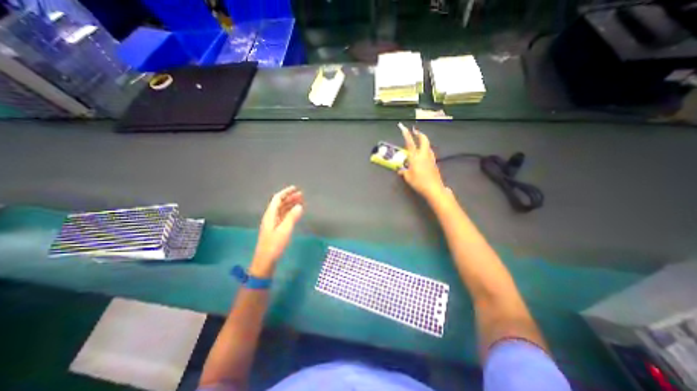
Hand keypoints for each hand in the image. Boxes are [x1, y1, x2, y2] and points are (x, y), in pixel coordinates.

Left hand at [250, 186, 304, 277]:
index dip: (286, 193)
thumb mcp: (284, 230)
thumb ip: (292, 217)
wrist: (265, 260)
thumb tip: (300, 206)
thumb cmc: (274, 245)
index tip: (295, 188)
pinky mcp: (276, 229)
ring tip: (301, 202)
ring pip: (282, 210)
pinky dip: (290, 212)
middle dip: (290, 198)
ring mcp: (273, 223)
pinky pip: (283, 216)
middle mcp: (271, 217)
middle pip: (280, 204)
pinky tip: (296, 213)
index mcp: (270, 215)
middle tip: (301, 195)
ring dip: (290, 205)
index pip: (277, 199)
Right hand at [398, 125, 446, 200]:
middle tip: (416, 131)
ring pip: (428, 146)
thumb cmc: (419, 182)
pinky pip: (430, 153)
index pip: (410, 143)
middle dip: (420, 134)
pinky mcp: (434, 163)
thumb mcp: (408, 178)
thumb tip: (400, 170)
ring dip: (424, 142)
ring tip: (420, 142)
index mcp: (415, 157)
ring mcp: (430, 158)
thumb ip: (403, 172)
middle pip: (424, 140)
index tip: (403, 127)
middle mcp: (423, 155)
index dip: (406, 134)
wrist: (434, 188)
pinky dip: (426, 150)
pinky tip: (424, 155)